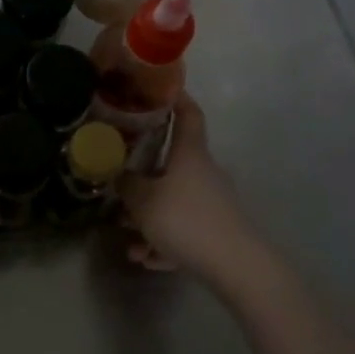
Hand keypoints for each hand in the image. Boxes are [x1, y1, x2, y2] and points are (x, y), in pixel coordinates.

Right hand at [118, 97, 258, 277]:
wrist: (235, 265)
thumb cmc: (185, 219)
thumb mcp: (144, 201)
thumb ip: (127, 185)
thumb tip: (119, 176)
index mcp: (190, 154)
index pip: (188, 114)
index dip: (176, 98)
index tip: (160, 88)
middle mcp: (204, 173)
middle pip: (172, 164)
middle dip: (143, 176)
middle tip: (119, 182)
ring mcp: (212, 203)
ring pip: (173, 202)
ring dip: (148, 218)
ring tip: (127, 238)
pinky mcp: (215, 232)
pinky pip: (182, 230)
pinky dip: (163, 241)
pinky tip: (145, 258)